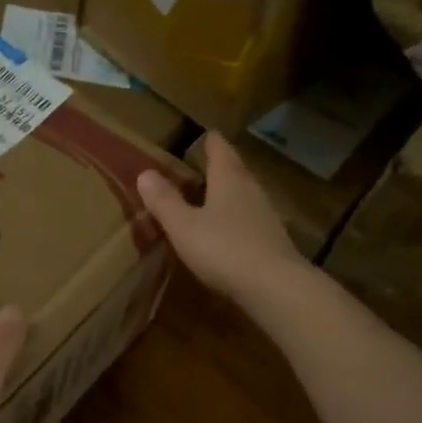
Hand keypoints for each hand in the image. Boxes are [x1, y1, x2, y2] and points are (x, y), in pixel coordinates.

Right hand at [137, 133, 305, 301]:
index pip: (219, 148)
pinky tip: (225, 231)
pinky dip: (234, 218)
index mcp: (228, 178)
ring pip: (243, 194)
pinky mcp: (272, 240)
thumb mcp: (183, 226)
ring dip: (227, 193)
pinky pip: (248, 219)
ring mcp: (265, 215)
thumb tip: (145, 173)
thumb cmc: (224, 249)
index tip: (203, 134)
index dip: (209, 141)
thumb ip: (164, 200)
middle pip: (234, 170)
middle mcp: (250, 189)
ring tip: (208, 197)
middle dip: (217, 166)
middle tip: (199, 165)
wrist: (276, 287)